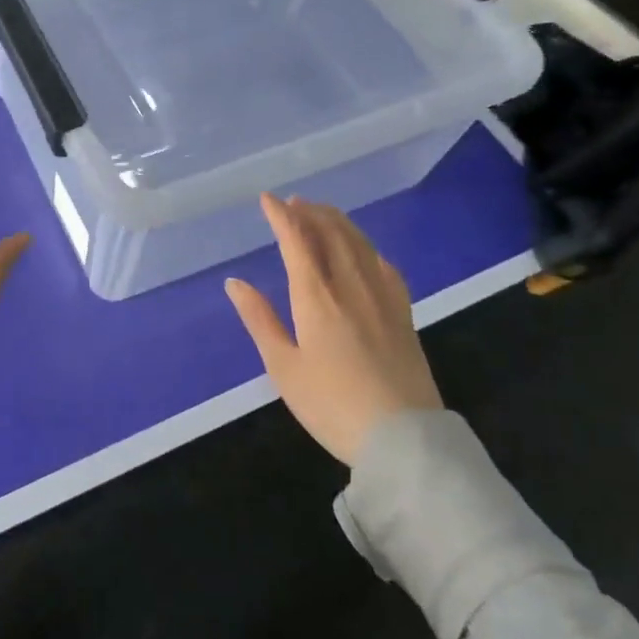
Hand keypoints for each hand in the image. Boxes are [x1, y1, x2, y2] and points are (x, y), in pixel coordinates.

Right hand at [225, 194, 442, 465]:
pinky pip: (383, 264)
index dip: (281, 216)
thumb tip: (235, 283)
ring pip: (359, 243)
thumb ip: (259, 319)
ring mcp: (382, 296)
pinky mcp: (403, 313)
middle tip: (294, 202)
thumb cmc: (332, 405)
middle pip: (331, 233)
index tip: (267, 199)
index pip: (297, 241)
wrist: (403, 439)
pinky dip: (365, 246)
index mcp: (317, 296)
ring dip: (338, 221)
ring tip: (322, 212)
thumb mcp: (283, 367)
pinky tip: (363, 250)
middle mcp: (351, 285)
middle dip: (310, 212)